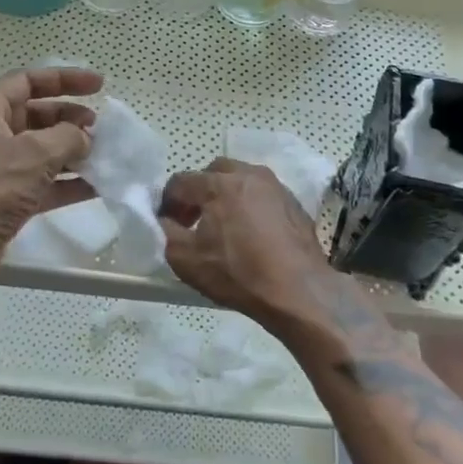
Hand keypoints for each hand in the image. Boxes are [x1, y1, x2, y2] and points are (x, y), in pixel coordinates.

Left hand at [0, 67, 103, 297]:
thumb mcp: (34, 155)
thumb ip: (68, 137)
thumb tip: (85, 138)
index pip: (28, 81)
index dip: (65, 79)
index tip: (99, 85)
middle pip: (36, 115)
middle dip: (70, 119)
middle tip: (101, 128)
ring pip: (41, 150)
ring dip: (72, 151)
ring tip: (105, 155)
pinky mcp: (3, 198)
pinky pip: (40, 181)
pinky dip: (66, 181)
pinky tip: (97, 185)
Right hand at [159, 158, 362, 330]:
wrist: (298, 291)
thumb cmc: (238, 273)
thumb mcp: (186, 259)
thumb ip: (166, 232)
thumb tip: (164, 220)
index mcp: (219, 184)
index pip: (181, 181)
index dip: (168, 201)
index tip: (167, 223)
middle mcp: (248, 174)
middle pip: (213, 172)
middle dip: (199, 191)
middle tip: (194, 219)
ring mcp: (275, 186)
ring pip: (241, 179)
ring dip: (226, 195)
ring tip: (224, 225)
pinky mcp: (294, 202)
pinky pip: (263, 195)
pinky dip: (251, 205)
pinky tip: (252, 233)